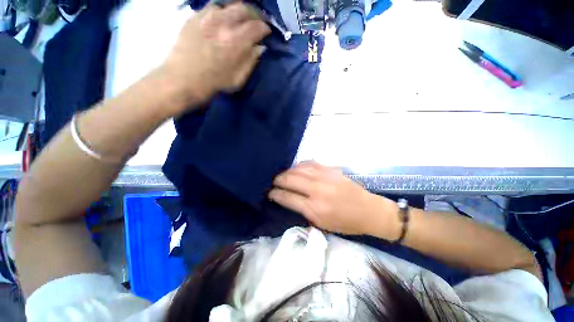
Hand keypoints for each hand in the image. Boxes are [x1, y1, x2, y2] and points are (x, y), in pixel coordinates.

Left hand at [162, 2, 270, 109]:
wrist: (183, 80)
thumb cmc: (214, 84)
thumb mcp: (238, 79)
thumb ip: (251, 61)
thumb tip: (260, 48)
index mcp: (237, 41)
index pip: (257, 27)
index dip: (265, 28)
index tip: (267, 32)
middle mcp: (223, 23)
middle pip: (245, 8)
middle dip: (255, 14)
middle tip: (257, 21)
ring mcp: (207, 17)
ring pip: (228, 4)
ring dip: (238, 10)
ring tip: (241, 18)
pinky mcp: (194, 17)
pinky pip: (211, 6)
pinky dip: (222, 11)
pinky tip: (222, 19)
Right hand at [269, 161, 394, 235]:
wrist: (369, 211)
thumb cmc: (345, 223)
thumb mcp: (321, 224)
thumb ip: (303, 211)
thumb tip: (288, 199)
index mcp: (314, 208)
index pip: (287, 197)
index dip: (274, 194)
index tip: (269, 192)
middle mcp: (317, 190)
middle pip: (289, 180)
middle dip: (277, 180)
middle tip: (273, 182)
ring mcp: (324, 177)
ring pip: (297, 169)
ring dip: (286, 172)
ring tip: (282, 175)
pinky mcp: (331, 169)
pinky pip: (309, 163)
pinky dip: (299, 165)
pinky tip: (296, 168)